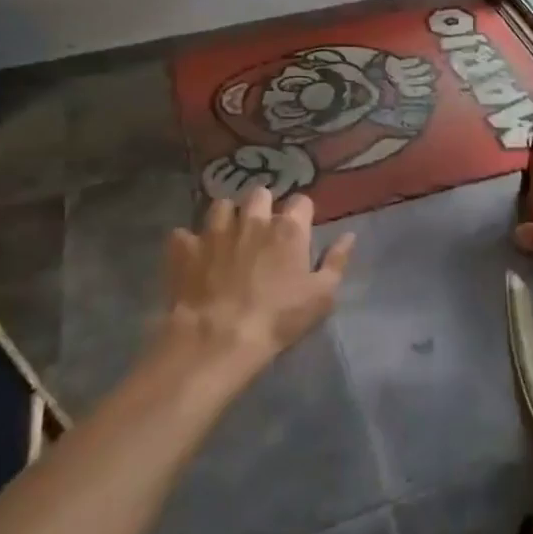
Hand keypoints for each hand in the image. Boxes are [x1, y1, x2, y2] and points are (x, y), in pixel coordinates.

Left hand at [158, 185, 355, 385]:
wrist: (218, 339)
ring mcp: (215, 231)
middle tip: (262, 229)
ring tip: (227, 236)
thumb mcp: (322, 295)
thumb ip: (336, 261)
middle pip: (259, 194)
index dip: (301, 213)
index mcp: (288, 229)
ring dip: (227, 217)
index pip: (301, 201)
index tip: (300, 229)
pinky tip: (193, 256)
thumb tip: (348, 235)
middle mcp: (253, 220)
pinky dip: (189, 242)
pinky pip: (184, 233)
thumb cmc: (279, 318)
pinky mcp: (184, 248)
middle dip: (262, 206)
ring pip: (221, 205)